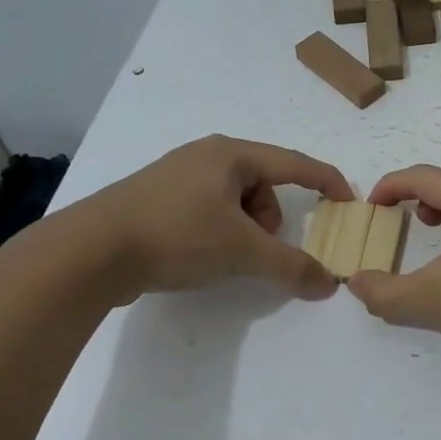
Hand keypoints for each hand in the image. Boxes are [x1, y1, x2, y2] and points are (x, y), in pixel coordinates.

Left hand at [68, 136, 353, 304]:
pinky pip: (208, 211)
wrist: (90, 251)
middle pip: (263, 185)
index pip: (294, 163)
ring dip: (245, 230)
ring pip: (235, 201)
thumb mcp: (241, 251)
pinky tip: (199, 255)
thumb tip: (330, 284)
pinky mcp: (156, 200)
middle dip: (272, 220)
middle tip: (259, 249)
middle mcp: (205, 156)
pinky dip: (218, 232)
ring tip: (224, 256)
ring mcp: (176, 176)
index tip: (349, 201)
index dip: (326, 181)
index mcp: (230, 155)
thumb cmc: (176, 235)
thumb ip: (291, 266)